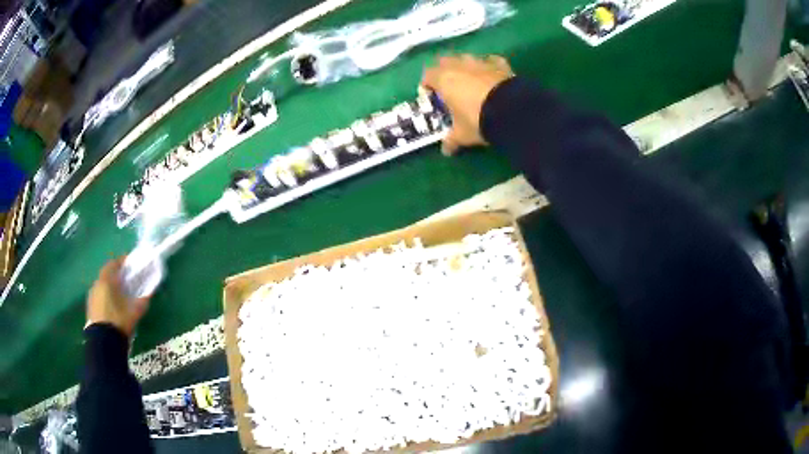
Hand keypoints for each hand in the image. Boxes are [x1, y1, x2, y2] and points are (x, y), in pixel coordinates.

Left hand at [86, 257, 150, 337]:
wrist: (103, 341)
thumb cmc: (119, 320)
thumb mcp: (134, 311)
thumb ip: (142, 300)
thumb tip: (150, 292)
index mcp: (106, 280)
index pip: (114, 264)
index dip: (122, 262)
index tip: (130, 264)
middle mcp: (97, 284)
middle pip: (106, 274)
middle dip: (116, 275)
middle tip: (125, 279)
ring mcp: (92, 296)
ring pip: (102, 285)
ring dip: (110, 286)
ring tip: (119, 294)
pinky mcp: (90, 307)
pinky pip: (99, 296)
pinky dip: (105, 296)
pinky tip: (112, 305)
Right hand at [421, 54, 514, 155]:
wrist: (512, 111)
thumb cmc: (477, 120)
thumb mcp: (462, 134)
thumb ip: (452, 139)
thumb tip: (446, 151)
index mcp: (444, 79)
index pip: (427, 75)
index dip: (427, 85)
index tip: (431, 96)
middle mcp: (459, 66)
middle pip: (444, 61)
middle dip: (444, 71)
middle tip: (448, 87)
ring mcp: (480, 62)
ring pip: (466, 58)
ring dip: (465, 66)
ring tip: (469, 81)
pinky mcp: (500, 64)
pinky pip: (490, 60)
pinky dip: (488, 66)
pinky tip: (491, 75)